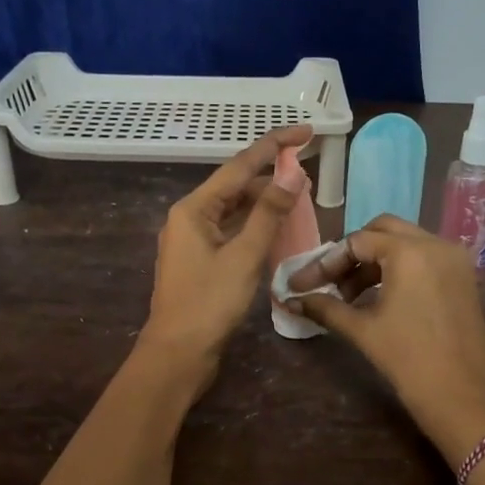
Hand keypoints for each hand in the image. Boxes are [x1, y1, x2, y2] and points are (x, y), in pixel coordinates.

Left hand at [137, 123, 312, 383]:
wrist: (178, 354)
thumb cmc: (209, 304)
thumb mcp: (244, 256)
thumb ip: (269, 213)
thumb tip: (292, 174)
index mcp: (194, 209)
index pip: (239, 165)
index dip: (274, 146)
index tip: (304, 131)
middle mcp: (189, 218)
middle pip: (234, 185)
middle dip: (269, 174)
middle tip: (307, 166)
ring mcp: (192, 241)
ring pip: (233, 210)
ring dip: (263, 200)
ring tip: (298, 194)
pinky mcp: (200, 262)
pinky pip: (230, 231)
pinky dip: (253, 225)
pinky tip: (276, 227)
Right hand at [284, 215, 484, 463]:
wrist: (463, 398)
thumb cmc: (409, 361)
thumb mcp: (363, 331)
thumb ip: (326, 308)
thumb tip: (292, 301)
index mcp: (410, 252)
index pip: (357, 242)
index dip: (325, 263)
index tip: (301, 285)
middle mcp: (436, 244)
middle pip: (383, 231)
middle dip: (352, 253)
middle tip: (330, 282)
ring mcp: (455, 260)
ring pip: (406, 244)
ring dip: (375, 262)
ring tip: (350, 296)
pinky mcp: (464, 279)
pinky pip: (425, 259)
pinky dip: (399, 269)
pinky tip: (380, 297)